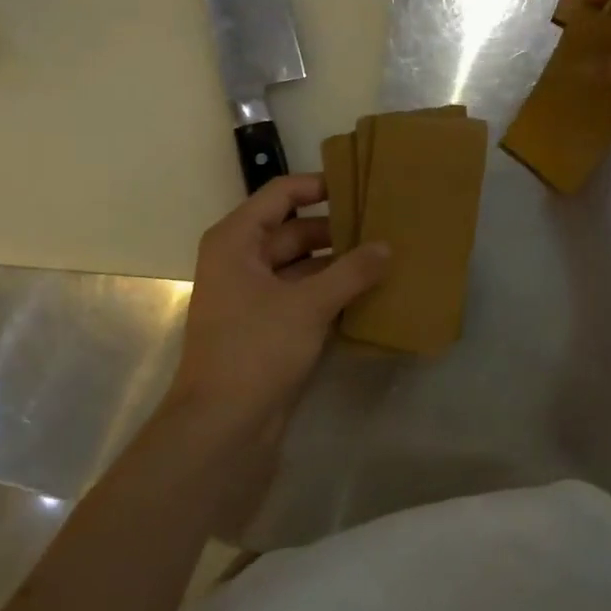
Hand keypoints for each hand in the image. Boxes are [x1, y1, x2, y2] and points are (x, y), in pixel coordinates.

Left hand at [167, 174, 388, 445]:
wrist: (223, 425)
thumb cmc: (256, 349)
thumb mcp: (308, 304)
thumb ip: (351, 271)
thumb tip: (387, 247)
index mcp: (237, 240)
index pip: (281, 193)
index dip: (320, 185)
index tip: (362, 187)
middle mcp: (242, 259)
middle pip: (295, 229)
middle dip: (338, 230)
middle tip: (385, 226)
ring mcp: (255, 294)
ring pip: (303, 264)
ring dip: (339, 263)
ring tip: (386, 256)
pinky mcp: (269, 324)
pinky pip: (305, 294)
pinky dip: (332, 291)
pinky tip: (370, 291)